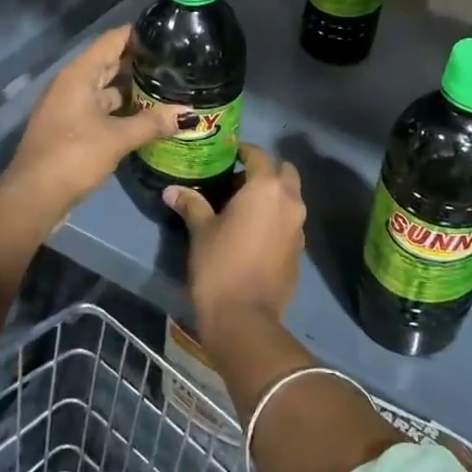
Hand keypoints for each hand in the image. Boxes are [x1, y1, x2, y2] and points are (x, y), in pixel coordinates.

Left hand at [6, 24, 184, 206]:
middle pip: (110, 62)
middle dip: (141, 62)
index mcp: (79, 74)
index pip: (113, 40)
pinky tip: (146, 117)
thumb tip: (189, 114)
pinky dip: (122, 110)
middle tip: (177, 63)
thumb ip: (152, 123)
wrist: (33, 198)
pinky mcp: (71, 128)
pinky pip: (101, 109)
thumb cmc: (73, 156)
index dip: (139, 33)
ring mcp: (69, 106)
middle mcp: (72, 84)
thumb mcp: (117, 138)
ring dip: (133, 89)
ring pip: (106, 88)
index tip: (169, 34)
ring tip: (168, 88)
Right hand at [165, 143, 304, 333]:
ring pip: (290, 197)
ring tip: (242, 208)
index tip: (226, 155)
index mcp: (266, 188)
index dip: (242, 151)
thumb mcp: (201, 231)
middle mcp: (290, 201)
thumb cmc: (219, 265)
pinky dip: (276, 219)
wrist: (244, 319)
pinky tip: (253, 234)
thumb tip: (171, 190)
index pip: (258, 155)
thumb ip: (191, 204)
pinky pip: (290, 222)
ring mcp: (299, 227)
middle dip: (265, 171)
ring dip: (272, 196)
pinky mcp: (300, 251)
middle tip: (237, 182)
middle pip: (284, 172)